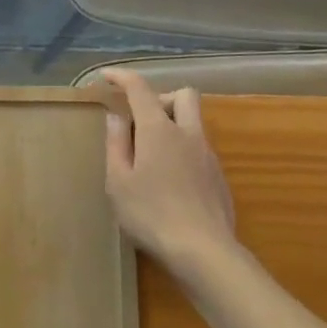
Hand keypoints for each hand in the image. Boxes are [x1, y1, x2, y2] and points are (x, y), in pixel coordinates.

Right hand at [101, 70, 236, 278]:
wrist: (203, 251)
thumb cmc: (151, 214)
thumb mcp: (118, 182)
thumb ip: (116, 144)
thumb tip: (116, 117)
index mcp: (158, 129)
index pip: (140, 88)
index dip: (122, 77)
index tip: (107, 77)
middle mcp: (187, 133)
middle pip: (183, 95)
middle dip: (161, 98)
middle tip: (141, 121)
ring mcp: (208, 154)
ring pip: (194, 122)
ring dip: (173, 125)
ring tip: (152, 155)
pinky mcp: (219, 177)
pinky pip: (200, 149)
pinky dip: (184, 151)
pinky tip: (171, 181)